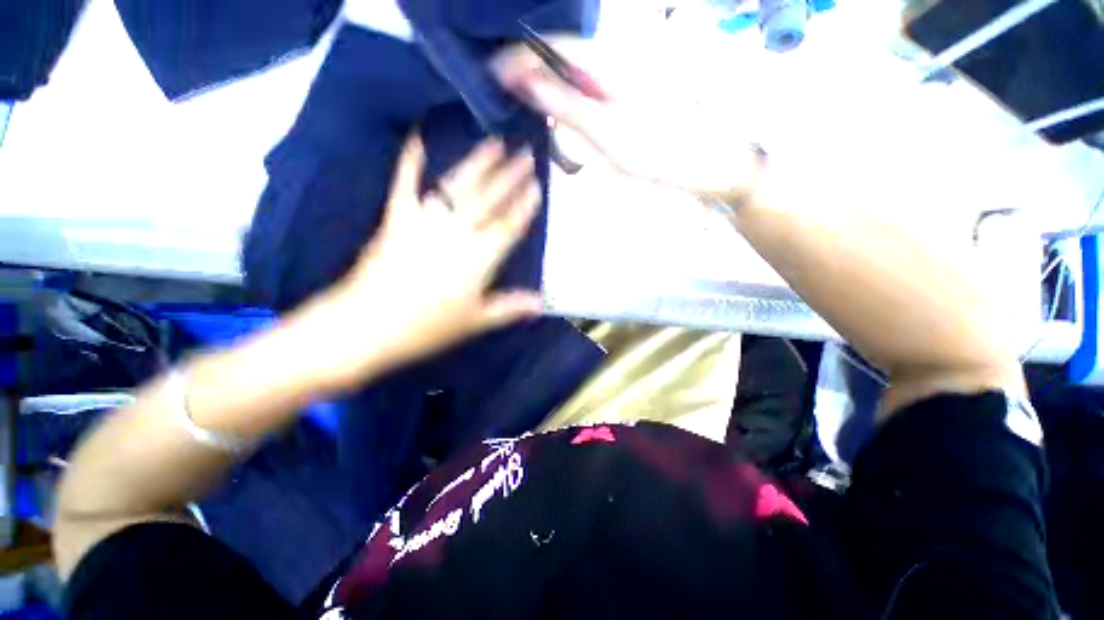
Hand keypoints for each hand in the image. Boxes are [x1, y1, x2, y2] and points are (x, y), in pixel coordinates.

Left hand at [297, 135, 543, 390]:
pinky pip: (405, 185)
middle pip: (488, 201)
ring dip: (477, 164)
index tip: (537, 185)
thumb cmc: (427, 329)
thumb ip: (509, 307)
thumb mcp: (475, 322)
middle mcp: (456, 234)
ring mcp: (425, 222)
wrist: (366, 327)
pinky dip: (410, 161)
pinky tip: (417, 138)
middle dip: (510, 177)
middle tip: (526, 154)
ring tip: (494, 143)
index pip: (508, 227)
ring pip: (457, 187)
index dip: (524, 206)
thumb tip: (541, 303)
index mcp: (479, 260)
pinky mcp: (396, 219)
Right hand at [492, 46, 762, 199]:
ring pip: (572, 71)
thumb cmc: (659, 152)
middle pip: (560, 55)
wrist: (706, 162)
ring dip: (546, 85)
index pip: (550, 46)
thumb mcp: (606, 133)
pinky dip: (567, 98)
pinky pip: (588, 87)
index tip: (491, 75)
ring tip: (523, 105)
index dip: (518, 57)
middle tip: (502, 95)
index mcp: (605, 62)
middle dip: (528, 70)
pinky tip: (558, 113)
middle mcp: (612, 59)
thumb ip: (566, 105)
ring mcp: (622, 76)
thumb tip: (524, 79)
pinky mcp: (627, 94)